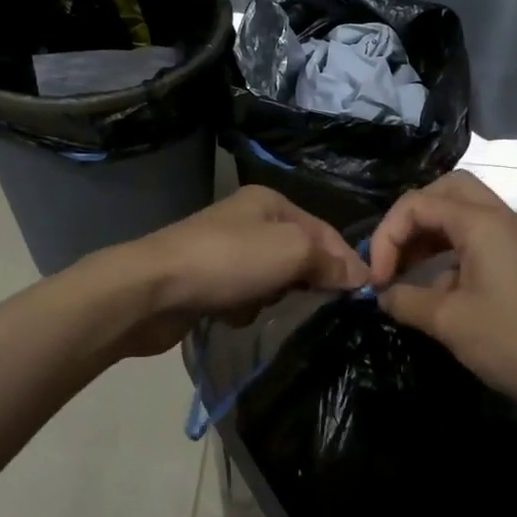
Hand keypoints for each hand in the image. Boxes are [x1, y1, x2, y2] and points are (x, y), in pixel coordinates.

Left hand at [111, 186, 370, 356]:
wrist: (152, 289)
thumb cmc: (228, 261)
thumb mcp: (291, 250)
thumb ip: (329, 260)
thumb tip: (360, 277)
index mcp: (271, 202)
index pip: (325, 231)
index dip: (347, 262)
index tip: (364, 296)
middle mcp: (249, 220)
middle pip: (300, 254)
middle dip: (306, 280)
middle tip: (313, 303)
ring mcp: (226, 250)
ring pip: (274, 279)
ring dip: (273, 296)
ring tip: (262, 305)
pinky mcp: (208, 281)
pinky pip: (245, 296)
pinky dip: (245, 308)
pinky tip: (233, 314)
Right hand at [368, 171, 516, 410]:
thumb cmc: (512, 341)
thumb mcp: (448, 321)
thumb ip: (406, 300)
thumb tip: (384, 296)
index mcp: (481, 223)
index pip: (418, 204)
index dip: (387, 237)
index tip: (376, 280)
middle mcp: (500, 220)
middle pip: (445, 192)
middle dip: (410, 220)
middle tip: (393, 256)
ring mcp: (515, 241)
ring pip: (462, 215)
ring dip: (430, 236)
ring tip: (406, 273)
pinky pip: (477, 241)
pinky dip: (449, 254)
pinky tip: (437, 292)